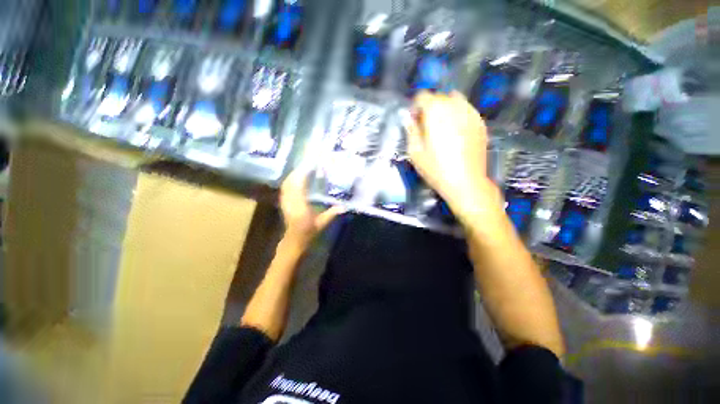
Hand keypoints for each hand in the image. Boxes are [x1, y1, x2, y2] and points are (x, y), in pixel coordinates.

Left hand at [280, 167, 345, 247]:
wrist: (294, 240)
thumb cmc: (308, 233)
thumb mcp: (322, 224)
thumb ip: (332, 214)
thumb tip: (344, 206)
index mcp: (300, 207)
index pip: (299, 187)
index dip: (303, 175)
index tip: (311, 166)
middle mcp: (290, 202)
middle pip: (291, 182)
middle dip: (298, 172)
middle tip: (308, 164)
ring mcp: (285, 202)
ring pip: (286, 184)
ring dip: (294, 175)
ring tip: (303, 169)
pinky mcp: (283, 202)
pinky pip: (285, 188)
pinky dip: (290, 180)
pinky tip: (296, 178)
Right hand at [404, 91, 500, 221]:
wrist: (466, 182)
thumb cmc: (436, 168)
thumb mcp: (415, 152)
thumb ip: (411, 131)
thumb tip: (408, 118)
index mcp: (436, 112)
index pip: (422, 96)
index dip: (415, 107)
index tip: (413, 121)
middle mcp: (455, 106)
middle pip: (439, 97)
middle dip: (429, 108)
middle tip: (426, 127)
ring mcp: (471, 113)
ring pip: (455, 101)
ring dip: (445, 109)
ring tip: (442, 128)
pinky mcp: (481, 123)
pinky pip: (466, 111)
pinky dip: (458, 115)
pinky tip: (456, 133)